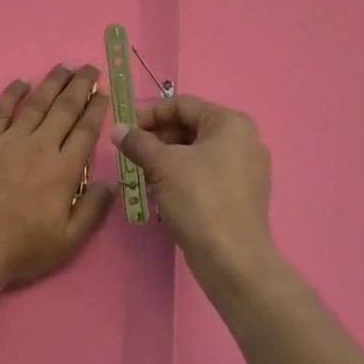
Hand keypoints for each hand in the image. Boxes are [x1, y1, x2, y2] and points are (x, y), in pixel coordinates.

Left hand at [0, 65, 115, 290]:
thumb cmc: (22, 249)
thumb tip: (111, 182)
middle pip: (64, 109)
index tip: (104, 92)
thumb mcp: (69, 240)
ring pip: (36, 103)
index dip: (97, 109)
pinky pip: (0, 110)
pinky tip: (21, 81)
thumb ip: (92, 209)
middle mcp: (40, 147)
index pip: (85, 130)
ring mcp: (9, 141)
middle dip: (80, 85)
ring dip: (52, 82)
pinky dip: (12, 93)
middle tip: (89, 68)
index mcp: (64, 170)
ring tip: (64, 66)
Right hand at [114, 94, 274, 283]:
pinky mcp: (240, 195)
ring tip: (139, 174)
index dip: (148, 113)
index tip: (124, 130)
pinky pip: (205, 174)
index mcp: (231, 123)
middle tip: (129, 154)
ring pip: (195, 152)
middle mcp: (244, 140)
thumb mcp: (162, 165)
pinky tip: (159, 191)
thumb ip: (137, 142)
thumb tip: (118, 130)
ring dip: (164, 159)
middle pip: (189, 127)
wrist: (232, 259)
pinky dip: (181, 176)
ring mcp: (245, 169)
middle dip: (156, 138)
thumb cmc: (199, 199)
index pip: (181, 104)